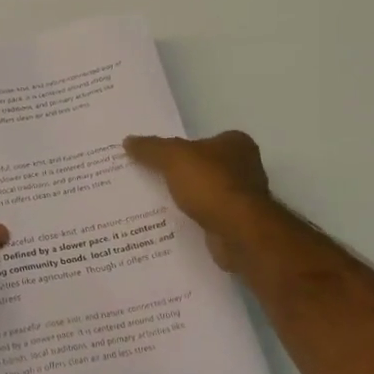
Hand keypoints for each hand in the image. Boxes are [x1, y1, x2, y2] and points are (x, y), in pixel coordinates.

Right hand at [124, 131, 276, 271]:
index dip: (180, 147)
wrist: (239, 232)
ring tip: (154, 202)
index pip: (203, 140)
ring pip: (206, 193)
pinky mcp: (238, 224)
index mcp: (236, 143)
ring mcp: (244, 198)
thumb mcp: (173, 157)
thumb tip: (128, 141)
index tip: (156, 157)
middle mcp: (245, 167)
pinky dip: (193, 219)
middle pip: (204, 167)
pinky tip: (172, 223)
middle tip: (149, 178)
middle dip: (181, 174)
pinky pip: (208, 216)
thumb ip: (151, 148)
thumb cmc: (211, 184)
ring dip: (187, 199)